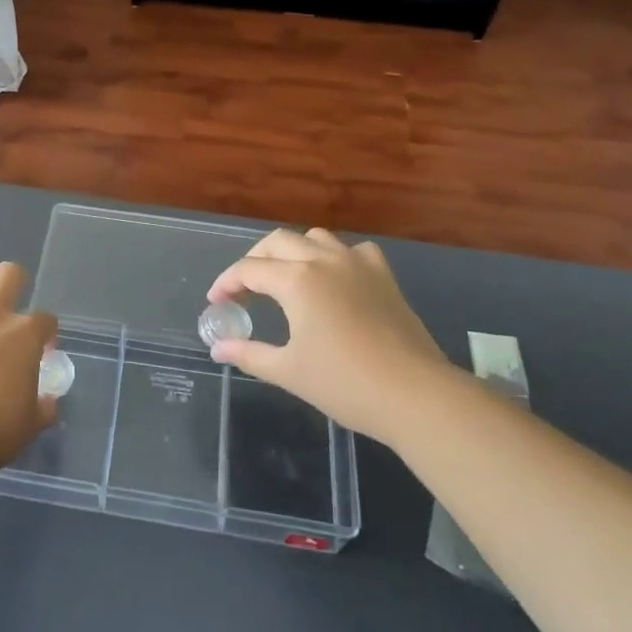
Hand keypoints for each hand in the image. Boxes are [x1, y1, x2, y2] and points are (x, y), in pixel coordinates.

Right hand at [207, 228, 454, 433]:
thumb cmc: (345, 384)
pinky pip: (351, 250)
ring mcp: (357, 263)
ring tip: (284, 278)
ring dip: (292, 251)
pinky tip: (333, 277)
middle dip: (254, 260)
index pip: (248, 269)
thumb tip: (217, 348)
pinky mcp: (383, 275)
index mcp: (296, 279)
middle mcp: (323, 259)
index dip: (227, 283)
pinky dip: (334, 256)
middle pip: (277, 242)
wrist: (415, 395)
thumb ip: (248, 354)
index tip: (215, 302)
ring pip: (314, 237)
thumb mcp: (288, 371)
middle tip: (244, 289)